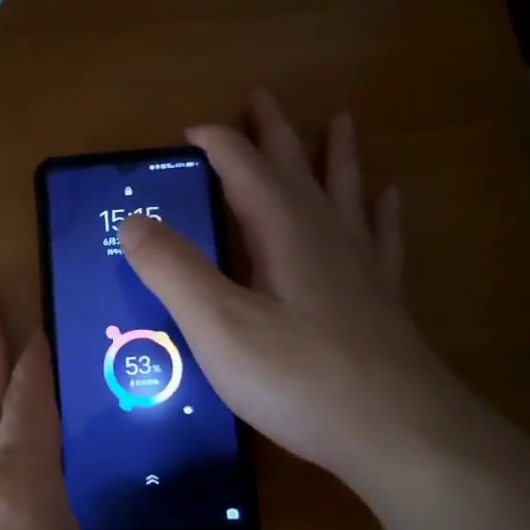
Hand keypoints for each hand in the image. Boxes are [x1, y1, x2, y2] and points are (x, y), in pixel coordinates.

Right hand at [119, 90, 473, 487]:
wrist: (397, 432)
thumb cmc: (298, 378)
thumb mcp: (218, 326)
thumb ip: (174, 270)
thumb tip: (132, 221)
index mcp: (283, 232)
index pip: (245, 169)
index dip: (216, 144)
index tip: (188, 132)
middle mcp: (325, 235)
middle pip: (297, 168)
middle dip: (274, 133)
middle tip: (262, 97)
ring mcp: (361, 266)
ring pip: (345, 193)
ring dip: (336, 156)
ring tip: (340, 123)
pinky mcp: (383, 300)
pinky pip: (382, 238)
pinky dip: (381, 211)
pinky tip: (389, 197)